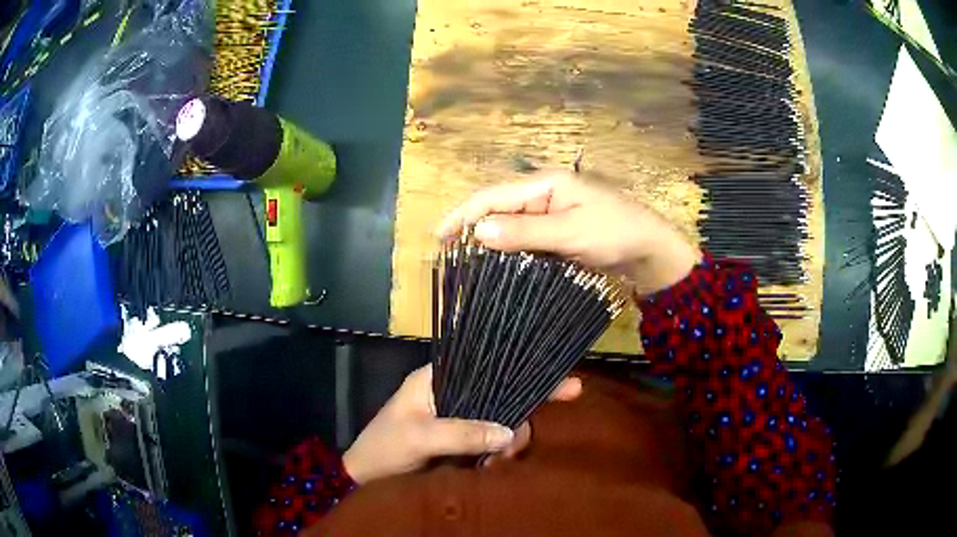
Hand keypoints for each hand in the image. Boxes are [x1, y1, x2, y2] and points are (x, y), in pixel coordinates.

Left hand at [343, 365, 580, 483]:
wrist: (365, 479)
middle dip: (517, 421)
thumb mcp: (419, 437)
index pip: (489, 367)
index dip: (524, 371)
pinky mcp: (462, 442)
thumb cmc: (384, 447)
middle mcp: (454, 394)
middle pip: (503, 397)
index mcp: (439, 379)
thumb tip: (511, 432)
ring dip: (508, 444)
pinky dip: (499, 455)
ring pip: (501, 423)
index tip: (564, 384)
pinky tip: (493, 468)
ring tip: (495, 464)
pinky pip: (493, 443)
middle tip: (513, 449)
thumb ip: (463, 432)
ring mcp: (460, 419)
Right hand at [437, 171, 700, 294]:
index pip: (493, 196)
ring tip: (465, 262)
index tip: (439, 237)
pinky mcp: (557, 231)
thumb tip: (479, 233)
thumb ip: (526, 232)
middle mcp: (543, 194)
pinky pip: (525, 238)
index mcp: (545, 184)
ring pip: (509, 225)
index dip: (463, 214)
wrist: (651, 250)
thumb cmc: (616, 233)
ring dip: (489, 241)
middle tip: (448, 255)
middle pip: (497, 208)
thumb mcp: (571, 233)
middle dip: (471, 228)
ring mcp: (551, 213)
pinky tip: (497, 265)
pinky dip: (509, 250)